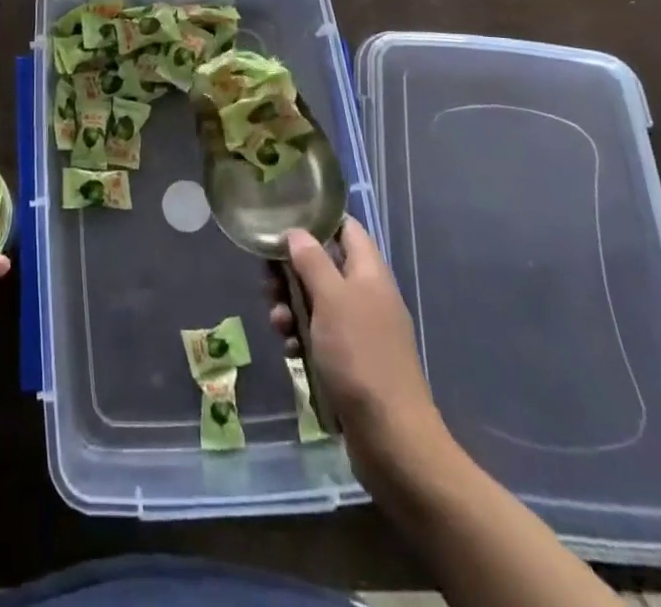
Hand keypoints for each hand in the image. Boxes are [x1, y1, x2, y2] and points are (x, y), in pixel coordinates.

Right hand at [272, 220, 455, 493]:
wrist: (392, 439)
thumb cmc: (361, 357)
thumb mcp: (331, 300)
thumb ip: (312, 261)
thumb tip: (296, 232)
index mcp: (370, 273)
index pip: (345, 228)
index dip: (316, 220)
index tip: (282, 222)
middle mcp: (367, 295)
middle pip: (324, 265)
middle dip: (292, 271)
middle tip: (268, 281)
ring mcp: (361, 329)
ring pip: (317, 301)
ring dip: (291, 306)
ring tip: (277, 323)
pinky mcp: (352, 360)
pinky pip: (320, 334)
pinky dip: (302, 336)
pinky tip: (290, 351)